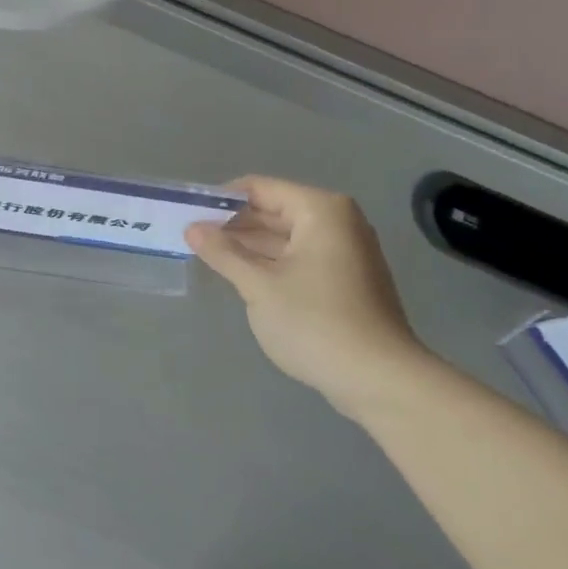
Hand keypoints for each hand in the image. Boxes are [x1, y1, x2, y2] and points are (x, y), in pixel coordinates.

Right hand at [187, 176, 430, 419]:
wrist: (380, 380)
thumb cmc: (316, 323)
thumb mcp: (259, 286)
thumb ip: (223, 253)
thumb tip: (192, 228)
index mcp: (320, 210)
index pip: (259, 188)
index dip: (220, 198)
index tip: (187, 214)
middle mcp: (337, 221)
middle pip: (273, 210)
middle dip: (233, 223)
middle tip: (191, 235)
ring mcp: (345, 251)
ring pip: (285, 236)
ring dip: (249, 245)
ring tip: (207, 255)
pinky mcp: (346, 279)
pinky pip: (298, 257)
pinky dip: (270, 262)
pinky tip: (241, 275)